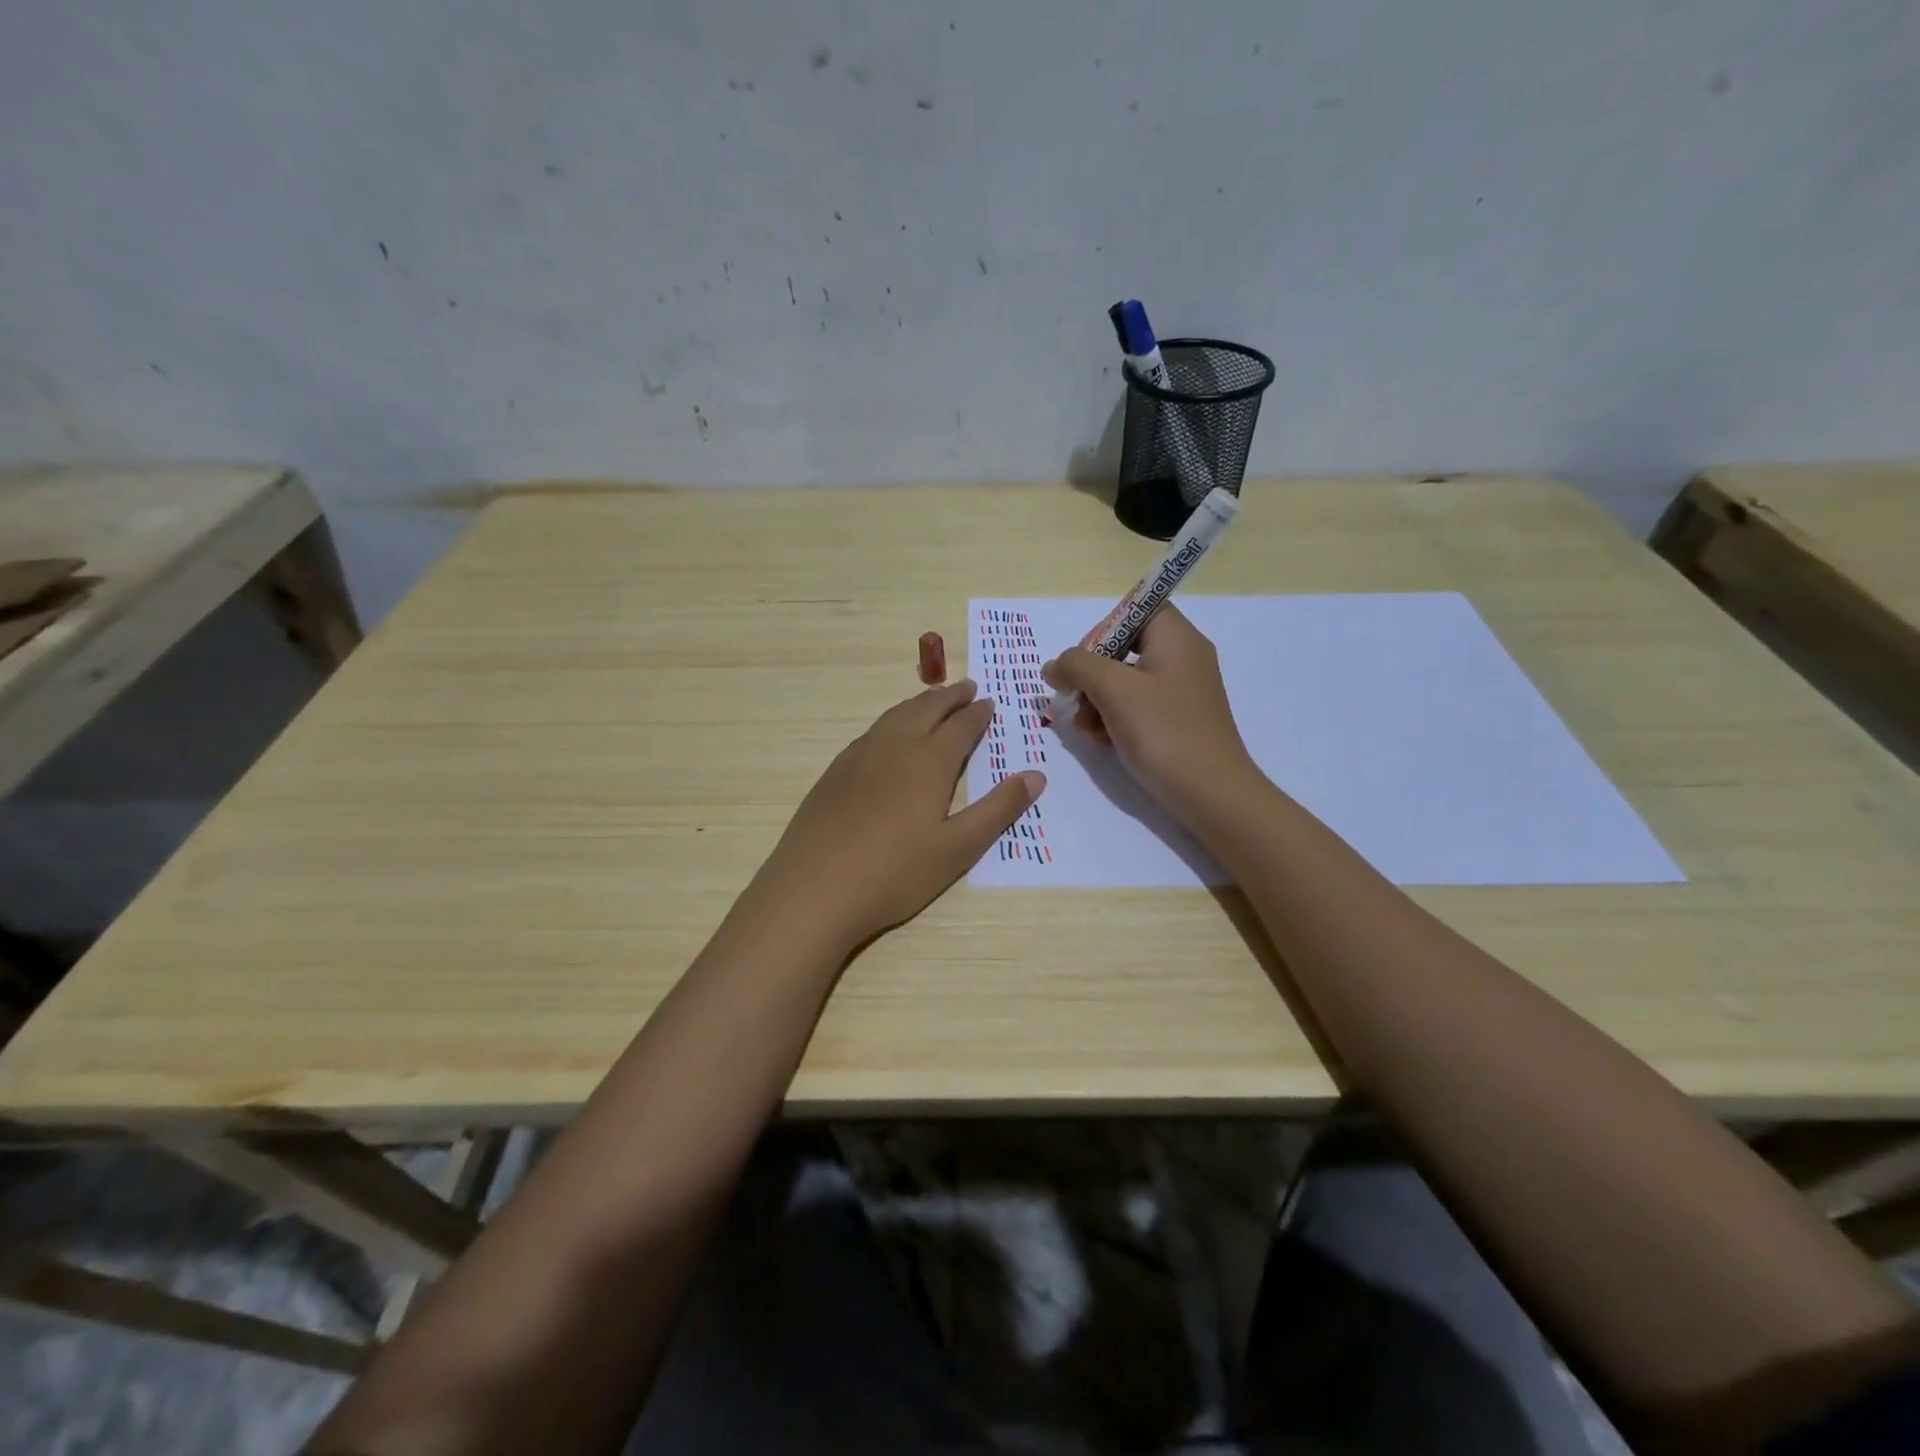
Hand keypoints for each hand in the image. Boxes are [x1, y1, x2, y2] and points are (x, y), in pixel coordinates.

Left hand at [750, 680, 1044, 950]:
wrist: (814, 889)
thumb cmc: (895, 872)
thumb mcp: (958, 848)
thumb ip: (998, 809)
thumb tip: (1036, 775)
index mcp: (928, 761)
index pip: (960, 726)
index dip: (977, 713)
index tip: (988, 701)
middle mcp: (894, 746)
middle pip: (926, 709)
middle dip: (949, 697)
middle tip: (966, 687)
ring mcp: (858, 756)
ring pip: (895, 715)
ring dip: (918, 704)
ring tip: (932, 701)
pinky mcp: (834, 773)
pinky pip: (871, 732)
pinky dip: (892, 721)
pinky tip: (889, 736)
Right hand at [1043, 604, 1257, 816]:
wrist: (1212, 795)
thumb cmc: (1164, 732)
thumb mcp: (1114, 690)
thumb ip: (1077, 666)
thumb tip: (1054, 666)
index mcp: (1176, 638)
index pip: (1135, 610)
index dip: (1102, 630)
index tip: (1082, 662)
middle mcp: (1182, 658)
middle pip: (1123, 648)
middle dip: (1091, 675)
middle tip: (1073, 701)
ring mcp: (1180, 692)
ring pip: (1124, 681)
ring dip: (1096, 701)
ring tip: (1084, 729)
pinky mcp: (1176, 721)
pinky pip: (1136, 707)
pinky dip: (1113, 719)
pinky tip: (1101, 742)